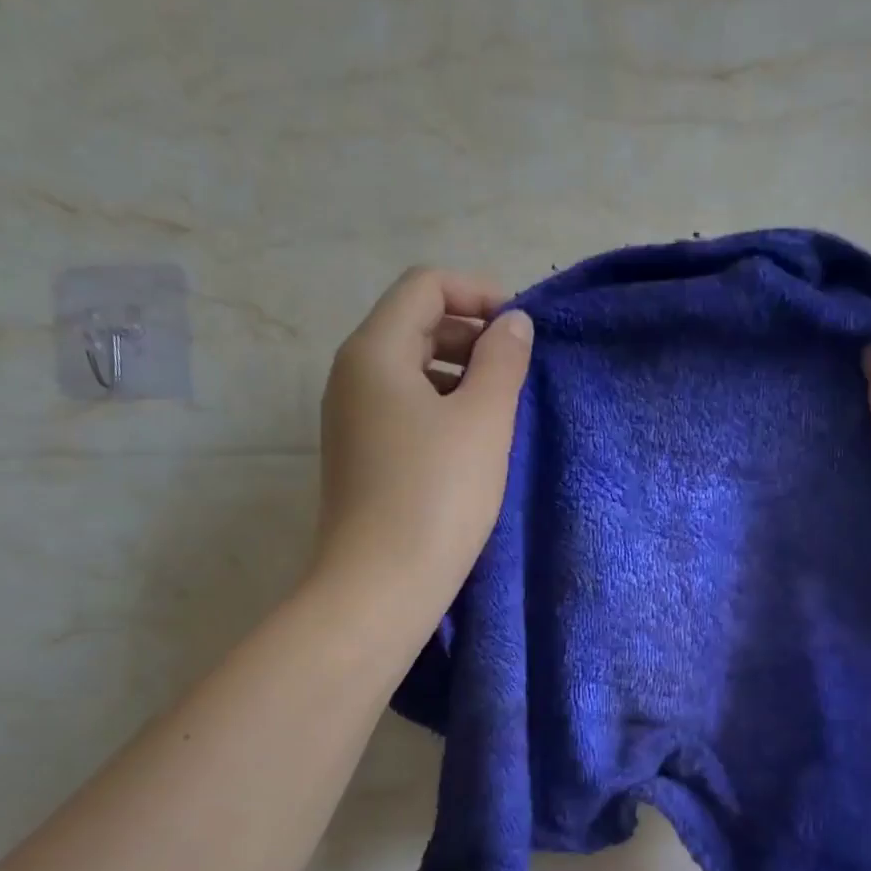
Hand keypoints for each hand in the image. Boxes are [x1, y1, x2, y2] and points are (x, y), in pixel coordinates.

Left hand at [311, 267, 532, 641]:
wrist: (381, 585)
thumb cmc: (437, 495)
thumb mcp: (483, 420)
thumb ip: (502, 360)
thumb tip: (512, 322)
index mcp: (374, 352)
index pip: (425, 286)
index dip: (477, 292)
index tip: (520, 328)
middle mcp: (351, 376)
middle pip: (414, 325)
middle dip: (470, 334)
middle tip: (516, 369)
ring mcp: (349, 419)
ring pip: (408, 370)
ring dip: (458, 374)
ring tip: (499, 409)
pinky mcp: (358, 457)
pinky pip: (401, 409)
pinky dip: (439, 408)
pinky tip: (469, 444)